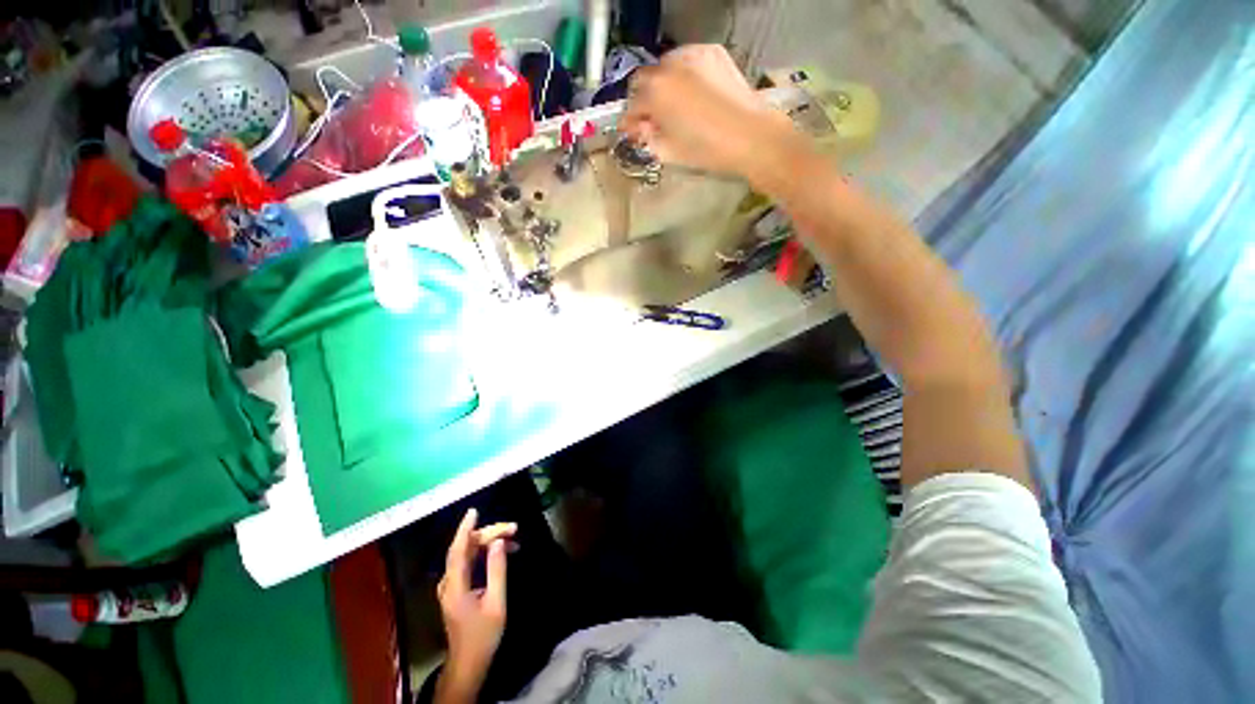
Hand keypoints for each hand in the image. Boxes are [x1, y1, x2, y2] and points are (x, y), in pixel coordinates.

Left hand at [435, 508, 514, 703]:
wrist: (468, 663)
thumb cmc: (483, 635)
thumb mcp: (496, 603)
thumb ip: (497, 570)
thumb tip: (499, 542)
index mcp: (454, 586)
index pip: (458, 550)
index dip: (465, 529)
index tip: (474, 511)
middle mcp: (448, 583)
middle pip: (465, 549)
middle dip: (489, 534)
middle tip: (514, 528)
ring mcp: (450, 587)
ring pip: (467, 554)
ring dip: (488, 542)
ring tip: (513, 537)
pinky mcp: (456, 590)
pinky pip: (469, 563)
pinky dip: (484, 553)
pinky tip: (501, 551)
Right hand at [621, 45, 802, 181]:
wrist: (751, 136)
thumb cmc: (707, 150)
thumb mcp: (670, 151)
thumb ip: (648, 138)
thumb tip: (640, 129)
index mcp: (656, 92)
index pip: (632, 103)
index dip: (631, 120)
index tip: (634, 131)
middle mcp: (670, 66)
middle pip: (645, 79)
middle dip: (645, 99)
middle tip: (654, 120)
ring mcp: (693, 55)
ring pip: (666, 67)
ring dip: (664, 85)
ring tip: (675, 106)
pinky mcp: (712, 53)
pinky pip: (687, 60)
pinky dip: (683, 75)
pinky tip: (693, 94)